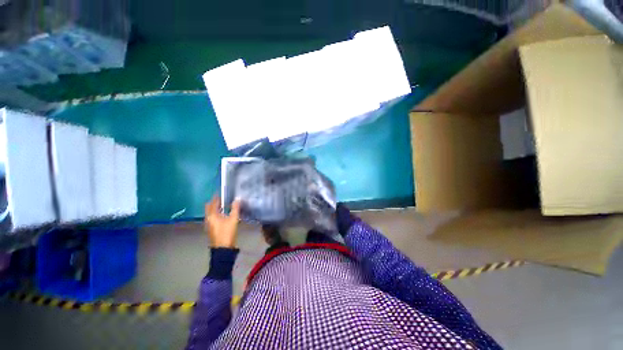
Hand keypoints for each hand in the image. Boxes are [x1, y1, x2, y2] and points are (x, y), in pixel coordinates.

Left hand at [205, 196, 240, 247]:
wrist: (223, 248)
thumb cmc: (227, 232)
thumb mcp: (233, 219)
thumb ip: (235, 208)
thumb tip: (237, 199)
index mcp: (212, 215)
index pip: (213, 203)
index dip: (216, 197)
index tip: (220, 192)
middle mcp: (208, 218)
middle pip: (210, 207)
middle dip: (215, 202)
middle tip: (222, 197)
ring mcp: (209, 224)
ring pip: (211, 213)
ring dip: (216, 208)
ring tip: (224, 204)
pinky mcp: (211, 228)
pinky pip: (213, 217)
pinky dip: (217, 213)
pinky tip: (223, 214)